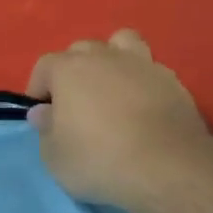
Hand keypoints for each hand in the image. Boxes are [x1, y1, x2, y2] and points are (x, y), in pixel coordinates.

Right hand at [25, 30, 212, 211]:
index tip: (43, 115)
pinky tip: (143, 106)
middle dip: (73, 71)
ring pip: (122, 43)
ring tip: (112, 89)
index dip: (38, 89)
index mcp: (69, 70)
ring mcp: (143, 65)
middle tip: (76, 104)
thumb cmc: (99, 160)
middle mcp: (105, 57)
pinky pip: (150, 69)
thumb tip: (44, 112)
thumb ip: (45, 129)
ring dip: (112, 60)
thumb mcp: (54, 156)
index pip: (44, 66)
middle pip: (81, 50)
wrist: (169, 169)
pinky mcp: (174, 82)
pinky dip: (142, 81)